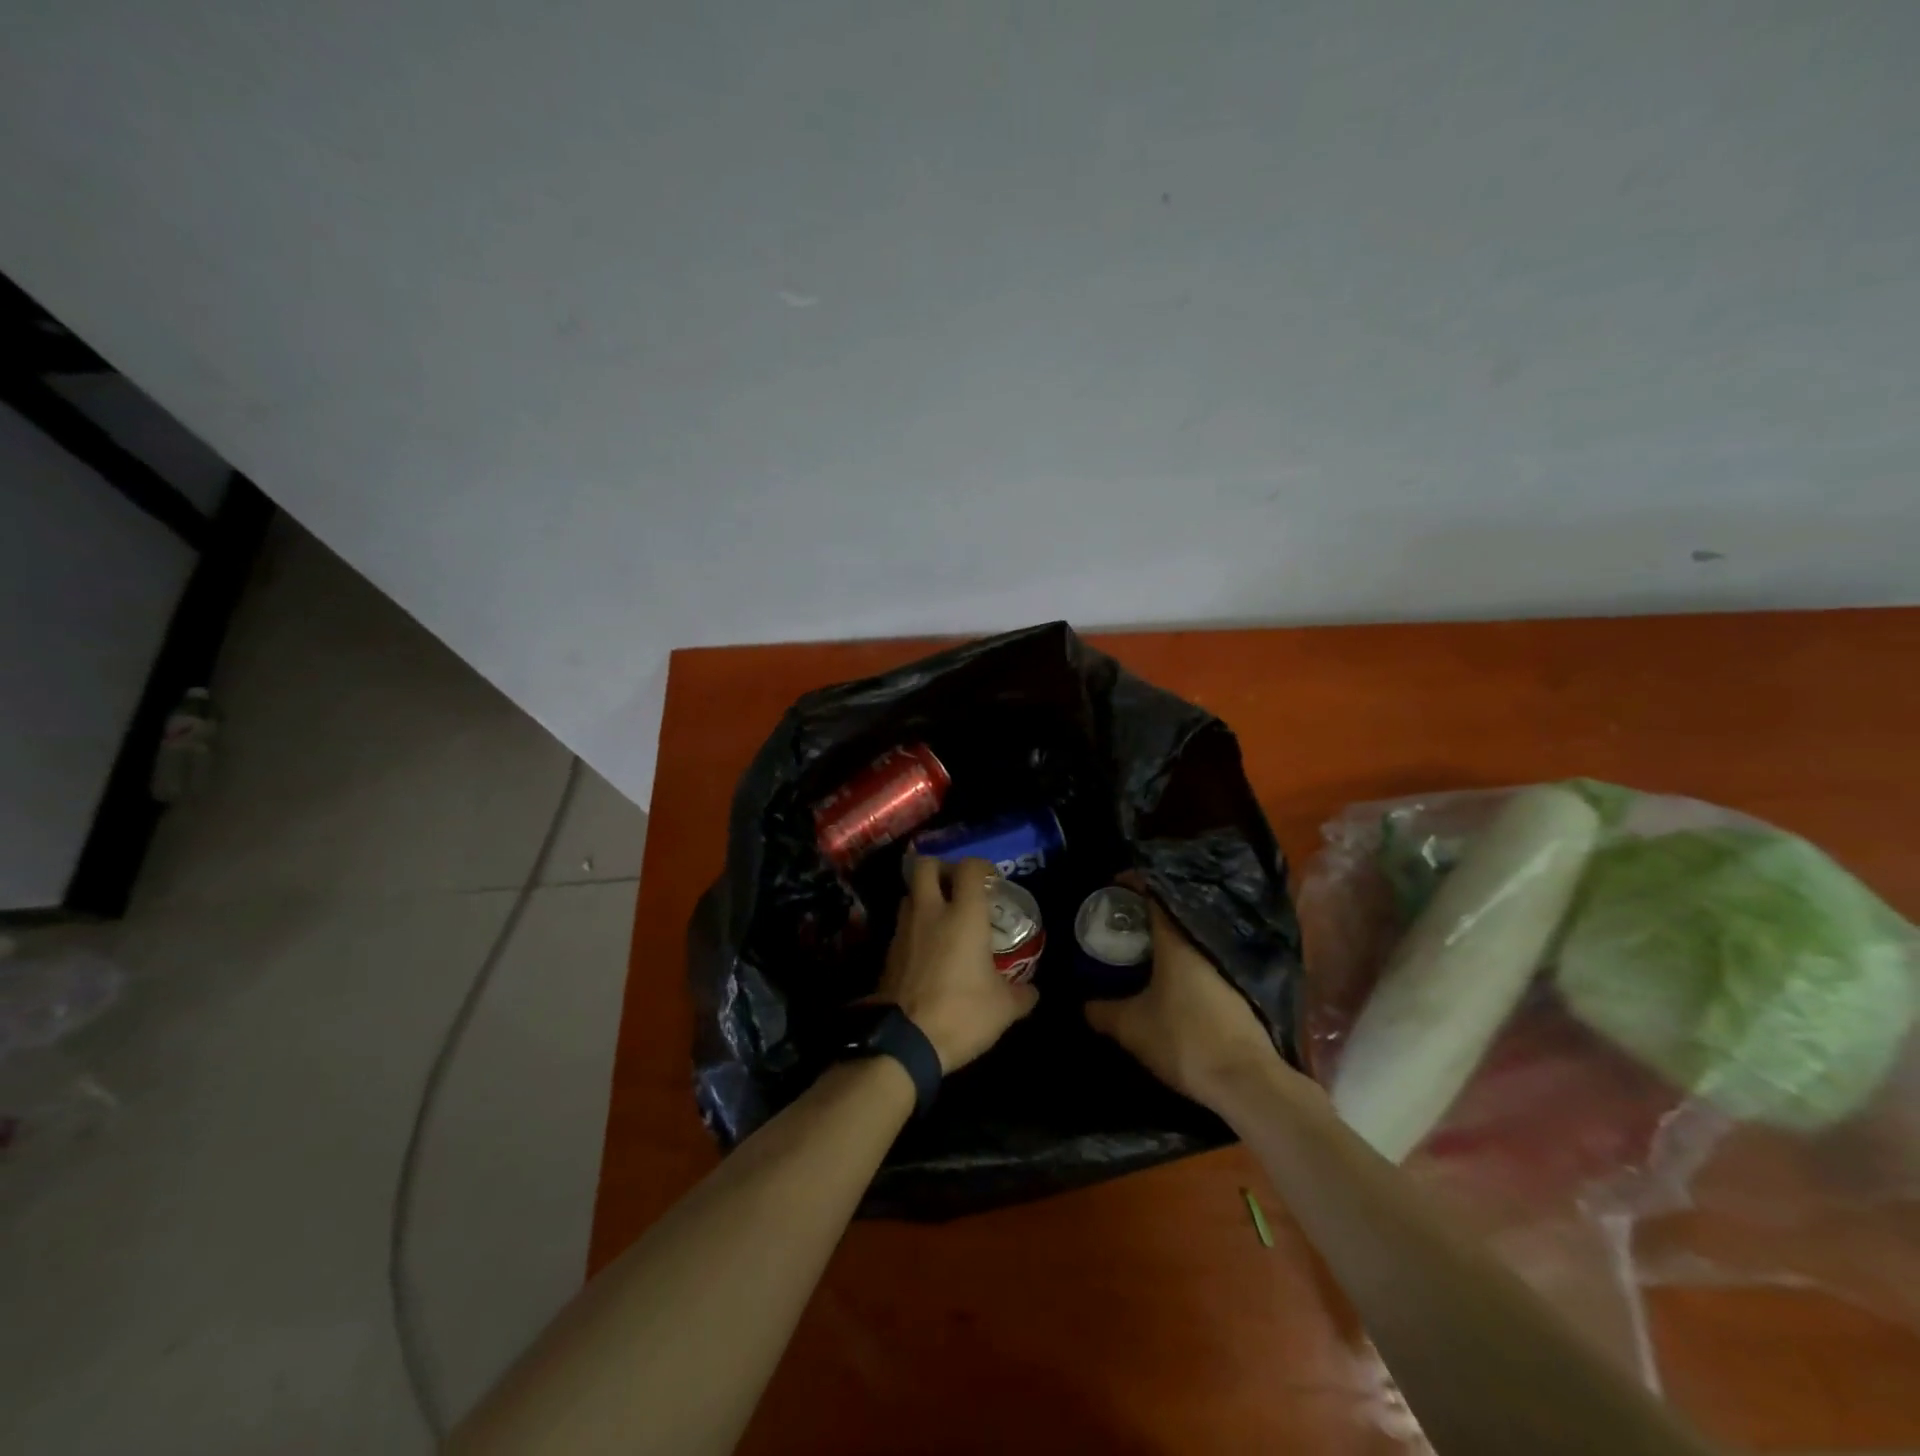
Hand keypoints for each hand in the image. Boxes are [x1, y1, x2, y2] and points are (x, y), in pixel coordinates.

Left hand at [873, 857, 1037, 1071]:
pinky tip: (929, 947)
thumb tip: (1031, 990)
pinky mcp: (888, 951)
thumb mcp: (1003, 1009)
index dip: (981, 866)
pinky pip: (902, 923)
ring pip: (910, 893)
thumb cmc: (961, 1014)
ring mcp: (904, 930)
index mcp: (964, 915)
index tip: (991, 879)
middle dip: (942, 868)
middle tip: (958, 886)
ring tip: (943, 916)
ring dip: (925, 896)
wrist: (903, 1041)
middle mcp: (930, 912)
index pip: (969, 868)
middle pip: (926, 865)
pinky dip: (915, 924)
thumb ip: (1021, 994)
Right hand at [1084, 890, 1290, 1110]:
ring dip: (1166, 940)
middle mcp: (1205, 944)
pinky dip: (1183, 962)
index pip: (1154, 894)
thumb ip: (1103, 1011)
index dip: (1132, 885)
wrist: (1246, 1081)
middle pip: (1173, 916)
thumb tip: (1084, 1004)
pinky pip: (1203, 960)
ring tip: (1140, 950)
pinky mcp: (1239, 990)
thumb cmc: (1185, 1040)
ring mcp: (1226, 966)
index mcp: (1177, 941)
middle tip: (1121, 923)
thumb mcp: (1131, 1028)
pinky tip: (1169, 980)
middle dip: (1146, 915)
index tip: (1113, 887)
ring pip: (1190, 939)